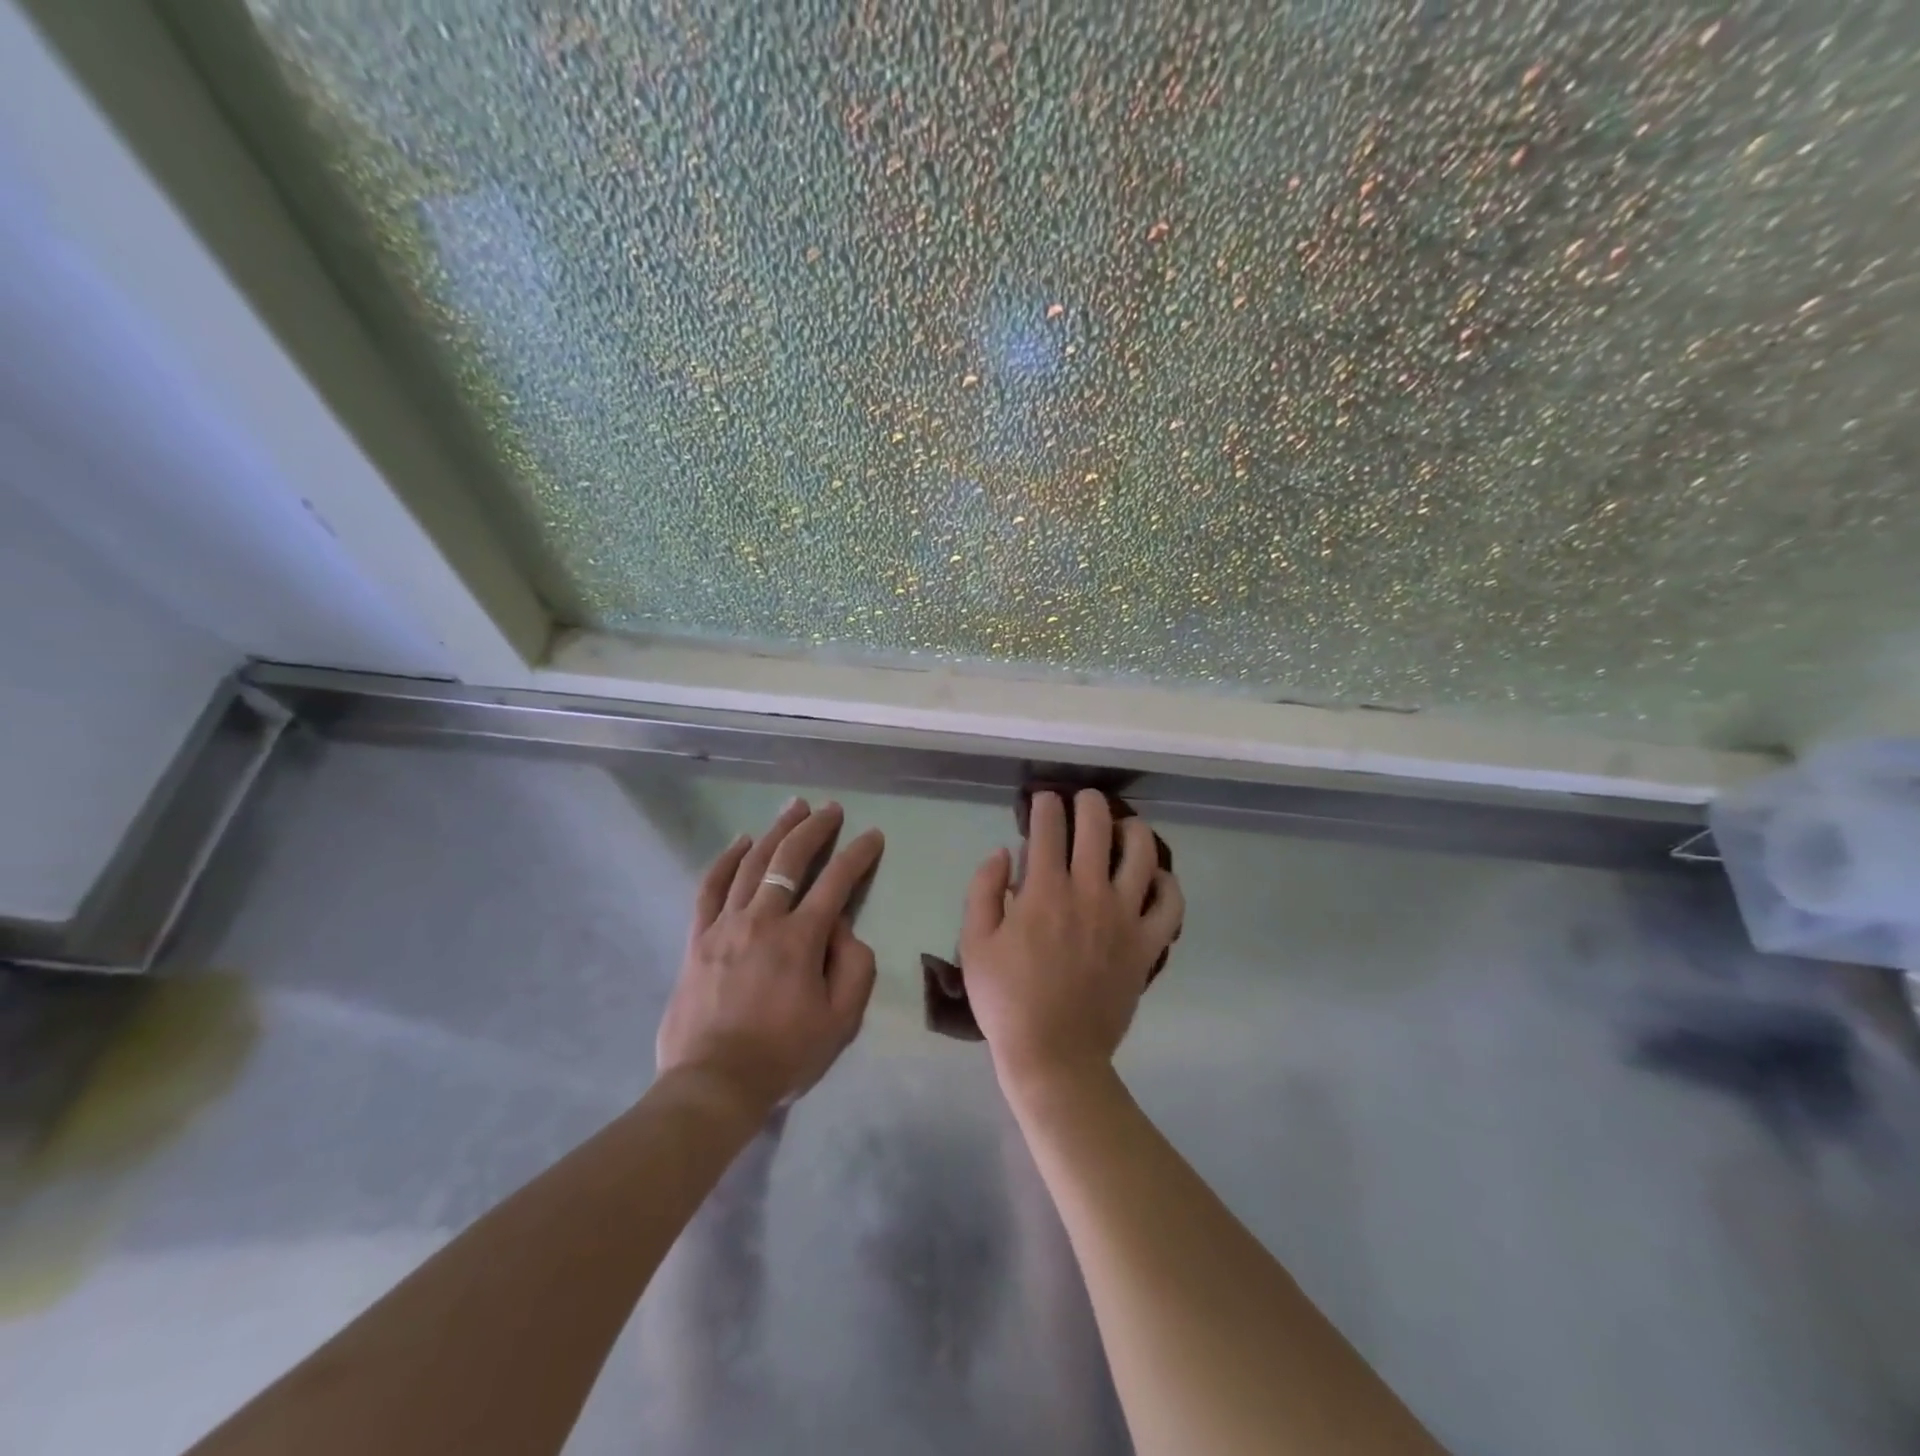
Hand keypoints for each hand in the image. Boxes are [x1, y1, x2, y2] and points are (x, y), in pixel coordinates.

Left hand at [657, 799, 883, 1113]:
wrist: (714, 1084)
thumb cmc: (784, 1054)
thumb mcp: (841, 1020)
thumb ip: (855, 967)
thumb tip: (844, 928)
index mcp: (800, 939)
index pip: (837, 881)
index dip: (858, 854)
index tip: (872, 836)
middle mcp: (762, 919)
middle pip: (790, 859)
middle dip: (815, 829)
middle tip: (831, 809)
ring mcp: (725, 925)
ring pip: (751, 864)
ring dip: (775, 831)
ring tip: (793, 808)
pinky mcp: (697, 938)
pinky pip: (710, 888)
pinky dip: (725, 860)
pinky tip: (740, 841)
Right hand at [960, 790, 1183, 1092]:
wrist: (1054, 1055)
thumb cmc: (1006, 999)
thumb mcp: (974, 942)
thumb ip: (984, 890)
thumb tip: (1002, 852)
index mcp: (1044, 891)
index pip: (1048, 828)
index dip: (1045, 805)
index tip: (1043, 800)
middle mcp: (1089, 893)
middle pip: (1098, 827)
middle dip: (1089, 803)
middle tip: (1083, 800)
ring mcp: (1124, 918)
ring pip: (1142, 854)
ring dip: (1133, 830)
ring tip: (1124, 827)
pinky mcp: (1147, 945)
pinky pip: (1170, 905)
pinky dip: (1167, 883)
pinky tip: (1156, 877)